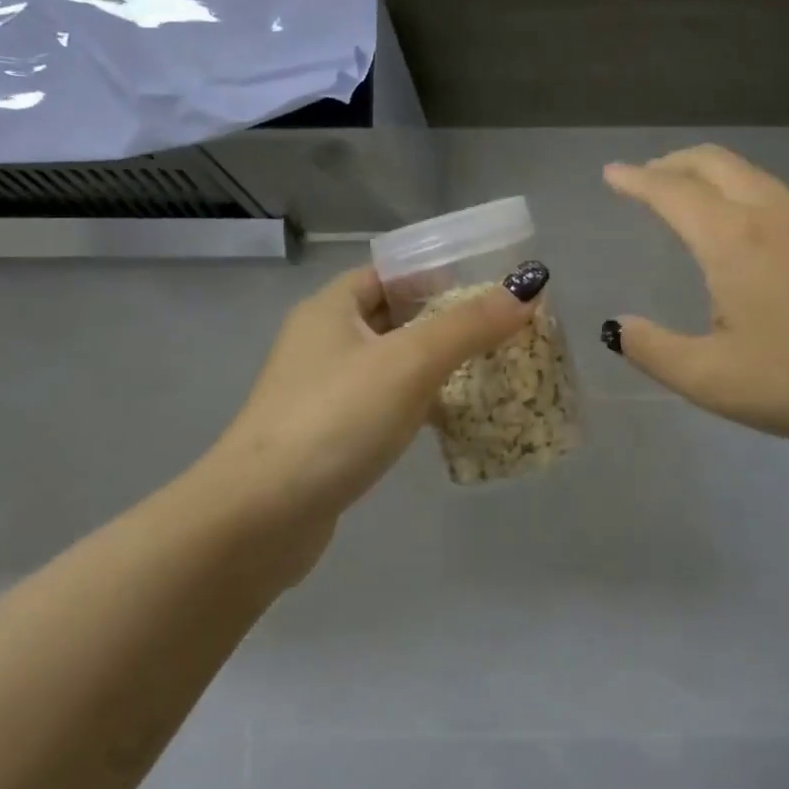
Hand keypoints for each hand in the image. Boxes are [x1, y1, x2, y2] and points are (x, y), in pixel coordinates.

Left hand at [196, 260, 544, 570]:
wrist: (260, 517)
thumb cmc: (335, 419)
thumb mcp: (409, 363)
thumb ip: (468, 325)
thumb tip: (527, 287)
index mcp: (332, 308)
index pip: (391, 271)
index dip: (439, 273)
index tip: (490, 286)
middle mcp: (324, 341)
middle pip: (396, 315)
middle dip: (447, 321)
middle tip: (502, 330)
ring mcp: (324, 390)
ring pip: (393, 363)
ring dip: (436, 365)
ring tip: (491, 370)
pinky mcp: (330, 434)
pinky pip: (385, 404)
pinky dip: (419, 404)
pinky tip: (453, 420)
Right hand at [603, 145, 788, 444]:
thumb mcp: (714, 380)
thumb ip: (655, 350)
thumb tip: (617, 326)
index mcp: (731, 239)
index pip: (672, 192)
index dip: (636, 180)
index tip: (612, 174)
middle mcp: (771, 213)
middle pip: (714, 163)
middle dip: (674, 163)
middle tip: (648, 176)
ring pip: (753, 175)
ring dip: (714, 175)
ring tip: (698, 197)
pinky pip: (788, 196)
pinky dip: (756, 195)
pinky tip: (767, 227)